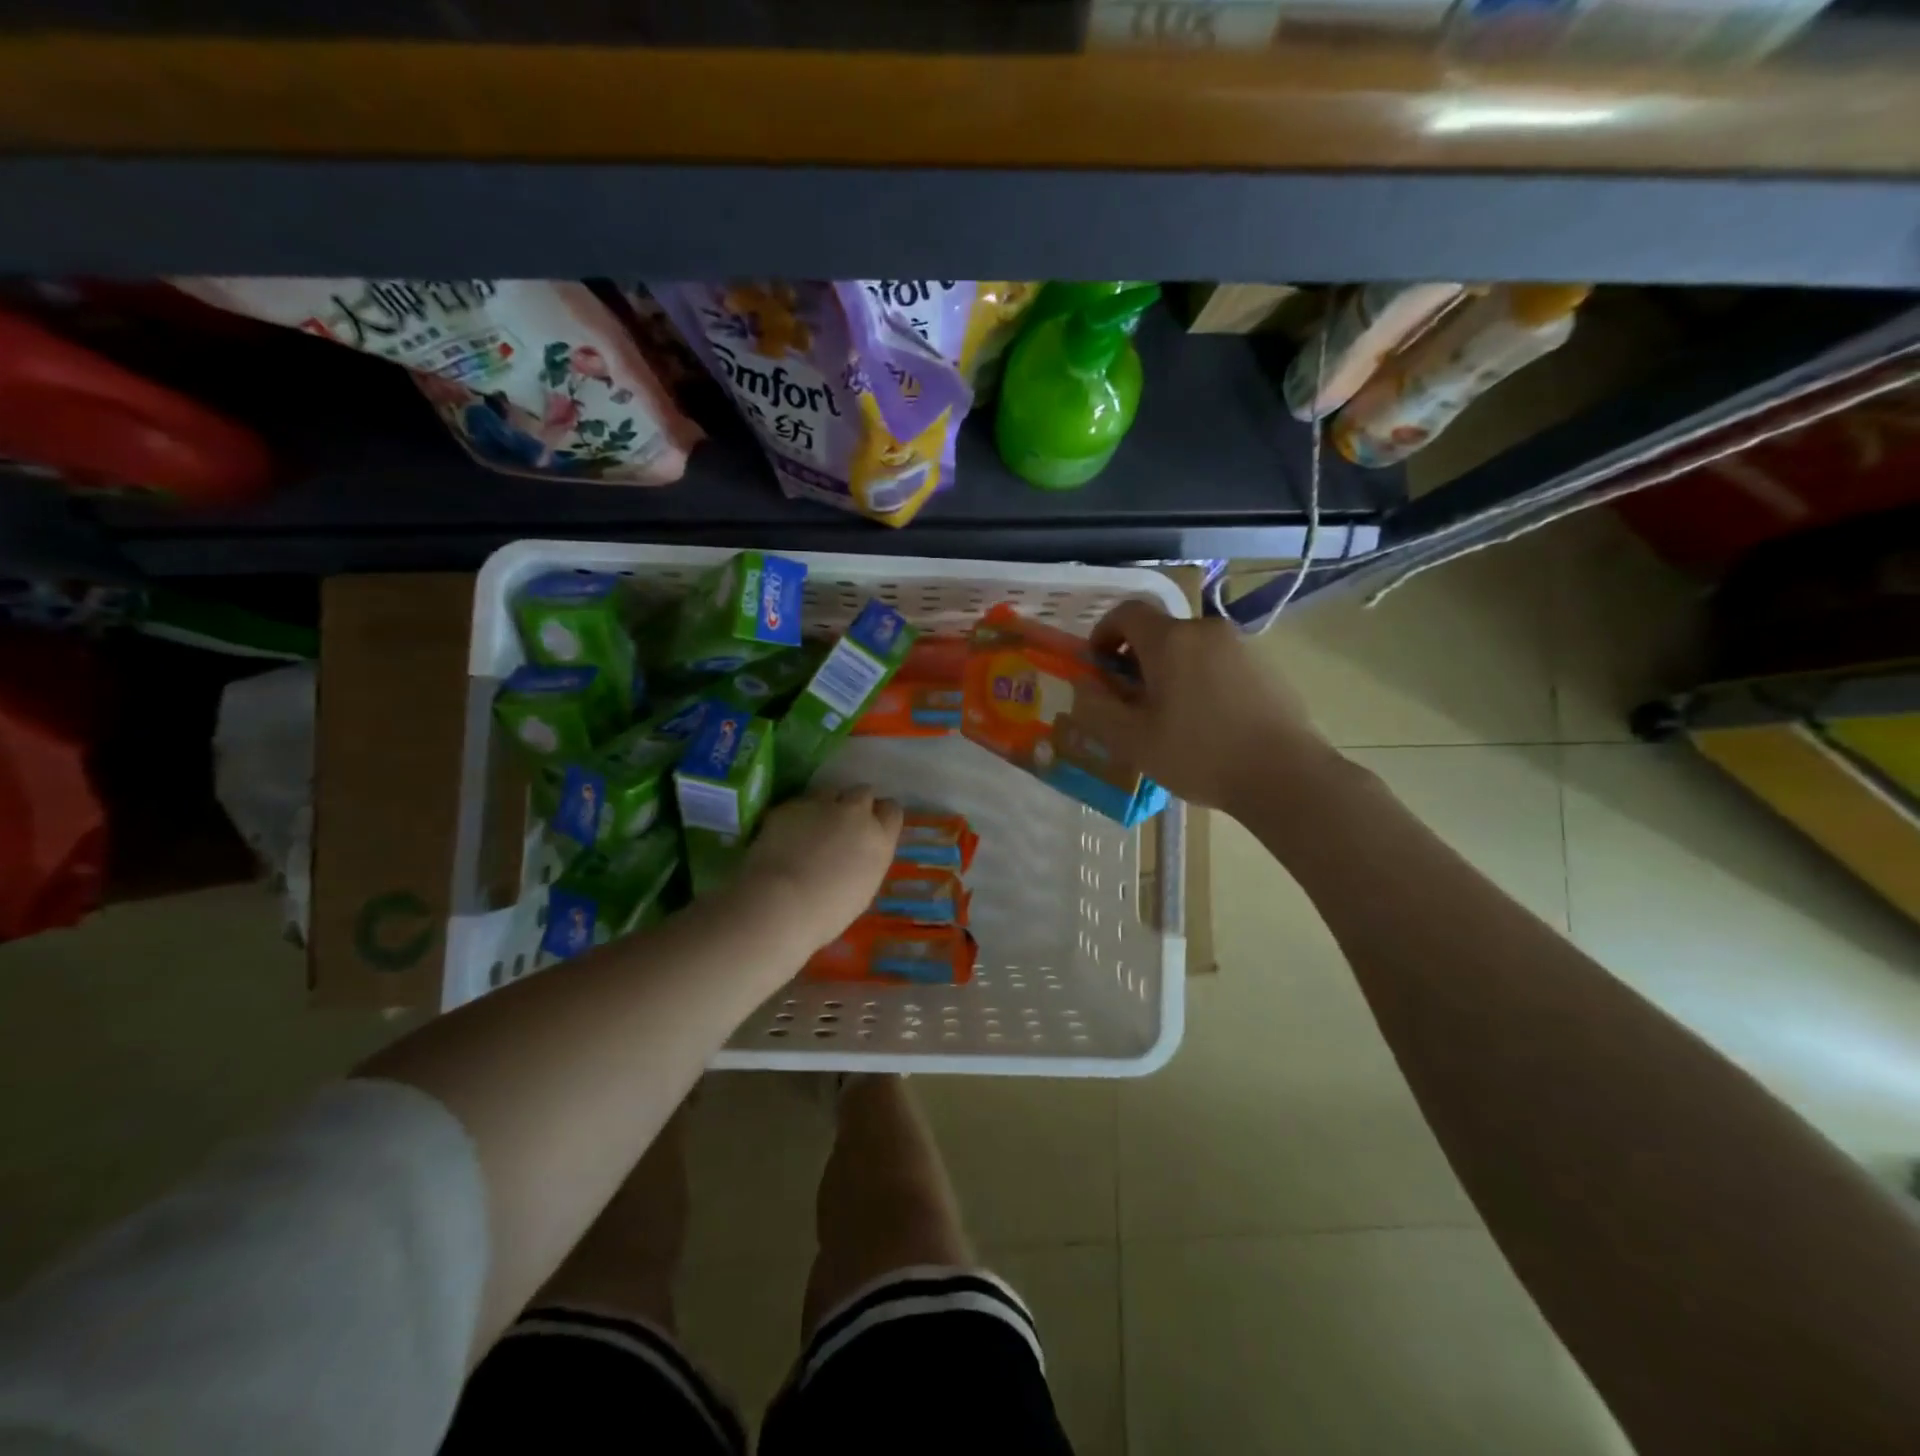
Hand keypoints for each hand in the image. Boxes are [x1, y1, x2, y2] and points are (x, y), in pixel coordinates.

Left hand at [737, 787, 902, 949]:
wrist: (781, 903)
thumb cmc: (827, 912)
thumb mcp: (863, 888)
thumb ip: (866, 860)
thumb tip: (856, 853)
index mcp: (879, 839)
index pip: (892, 810)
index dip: (880, 816)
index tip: (870, 826)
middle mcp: (856, 814)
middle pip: (863, 793)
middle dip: (855, 804)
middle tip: (841, 824)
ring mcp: (822, 805)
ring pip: (830, 792)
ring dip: (826, 804)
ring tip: (811, 827)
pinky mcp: (791, 805)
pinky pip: (800, 803)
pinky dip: (797, 815)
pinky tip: (786, 835)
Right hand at [1068, 599, 1330, 811]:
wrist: (1285, 775)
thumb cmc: (1199, 755)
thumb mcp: (1133, 741)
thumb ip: (1098, 709)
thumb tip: (1084, 687)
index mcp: (1170, 640)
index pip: (1127, 612)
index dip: (1104, 632)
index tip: (1099, 665)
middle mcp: (1206, 630)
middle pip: (1160, 631)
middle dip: (1137, 658)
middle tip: (1131, 700)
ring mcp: (1241, 645)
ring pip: (1191, 648)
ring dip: (1171, 670)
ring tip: (1170, 715)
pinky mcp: (1266, 665)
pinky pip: (1218, 662)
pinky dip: (1201, 679)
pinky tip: (1207, 720)